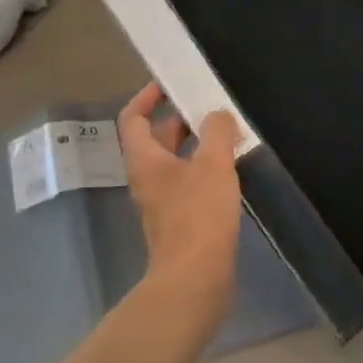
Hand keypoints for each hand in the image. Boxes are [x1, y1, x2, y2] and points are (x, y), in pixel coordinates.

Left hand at [118, 83, 241, 291]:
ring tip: (226, 133)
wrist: (195, 278)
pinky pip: (188, 184)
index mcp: (145, 160)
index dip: (147, 97)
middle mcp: (147, 178)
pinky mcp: (180, 221)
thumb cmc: (198, 215)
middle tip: (209, 106)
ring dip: (196, 145)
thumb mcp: (213, 165)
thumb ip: (217, 133)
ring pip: (175, 162)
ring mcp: (162, 202)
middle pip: (156, 139)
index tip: (169, 83)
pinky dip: (204, 169)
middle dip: (180, 119)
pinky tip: (230, 170)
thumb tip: (217, 114)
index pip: (133, 118)